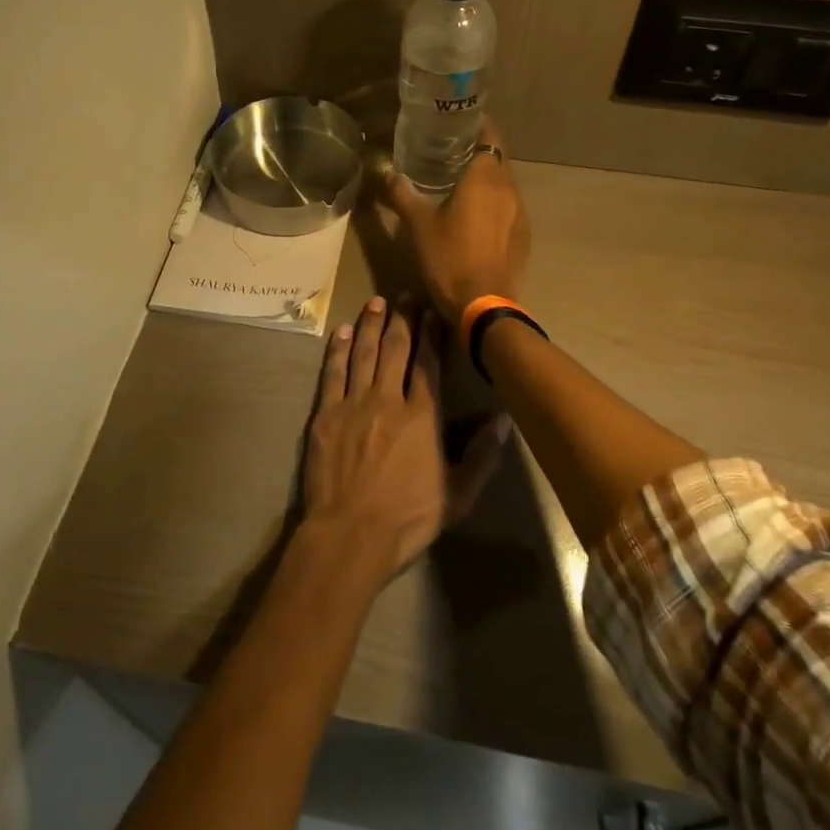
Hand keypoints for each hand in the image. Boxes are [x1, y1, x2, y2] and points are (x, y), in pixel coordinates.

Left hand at [304, 297, 499, 579]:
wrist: (349, 534)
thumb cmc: (407, 518)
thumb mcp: (458, 495)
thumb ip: (481, 455)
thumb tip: (503, 419)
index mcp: (422, 416)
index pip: (428, 363)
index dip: (431, 333)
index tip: (433, 310)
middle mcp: (388, 399)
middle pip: (396, 349)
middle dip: (403, 319)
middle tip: (407, 295)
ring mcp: (353, 403)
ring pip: (363, 353)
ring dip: (370, 325)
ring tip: (377, 302)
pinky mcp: (326, 414)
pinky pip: (333, 373)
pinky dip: (337, 350)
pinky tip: (341, 331)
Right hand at [382, 118, 530, 324]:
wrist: (483, 305)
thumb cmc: (449, 258)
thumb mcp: (418, 225)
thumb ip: (402, 194)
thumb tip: (387, 173)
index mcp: (485, 177)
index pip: (489, 135)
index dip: (477, 125)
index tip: (457, 124)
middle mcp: (509, 189)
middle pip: (497, 158)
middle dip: (478, 151)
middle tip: (450, 151)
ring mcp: (520, 213)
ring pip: (504, 184)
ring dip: (487, 179)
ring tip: (460, 183)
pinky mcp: (523, 236)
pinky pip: (509, 207)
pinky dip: (494, 203)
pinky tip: (476, 216)